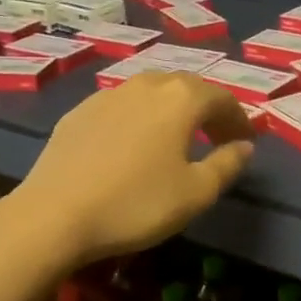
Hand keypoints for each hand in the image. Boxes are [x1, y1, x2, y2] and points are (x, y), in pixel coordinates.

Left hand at [10, 72, 255, 266]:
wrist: (54, 215)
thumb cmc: (136, 204)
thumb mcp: (196, 193)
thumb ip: (227, 165)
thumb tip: (245, 147)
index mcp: (181, 99)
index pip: (222, 99)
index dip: (239, 119)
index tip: (245, 141)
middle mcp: (146, 85)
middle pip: (187, 88)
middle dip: (207, 110)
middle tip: (217, 137)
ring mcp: (108, 95)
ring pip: (152, 92)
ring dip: (172, 110)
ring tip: (177, 137)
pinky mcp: (79, 112)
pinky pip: (122, 106)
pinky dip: (140, 117)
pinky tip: (133, 143)